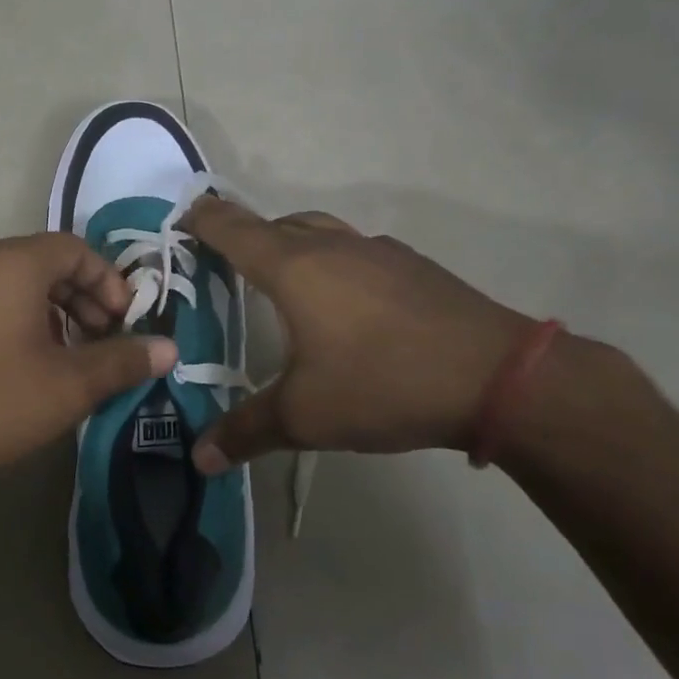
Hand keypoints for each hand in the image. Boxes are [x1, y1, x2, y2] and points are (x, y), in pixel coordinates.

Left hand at [0, 233, 177, 494]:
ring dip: (53, 310)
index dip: (109, 281)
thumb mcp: (69, 385)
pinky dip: (19, 318)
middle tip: (103, 340)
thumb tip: (170, 349)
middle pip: (46, 262)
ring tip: (69, 356)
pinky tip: (26, 363)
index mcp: (13, 263)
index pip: (75, 248)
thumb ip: (123, 361)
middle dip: (84, 297)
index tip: (124, 323)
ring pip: (16, 282)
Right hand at [180, 198, 532, 470]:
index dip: (202, 219)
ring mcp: (377, 252)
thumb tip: (199, 459)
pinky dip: (332, 262)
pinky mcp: (413, 266)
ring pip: (319, 231)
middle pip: (274, 223)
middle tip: (223, 263)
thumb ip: (246, 431)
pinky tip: (345, 304)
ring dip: (291, 244)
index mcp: (294, 268)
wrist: (498, 377)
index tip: (180, 220)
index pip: (233, 228)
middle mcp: (331, 247)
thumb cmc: (384, 383)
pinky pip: (355, 250)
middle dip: (243, 234)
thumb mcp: (306, 416)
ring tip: (280, 280)